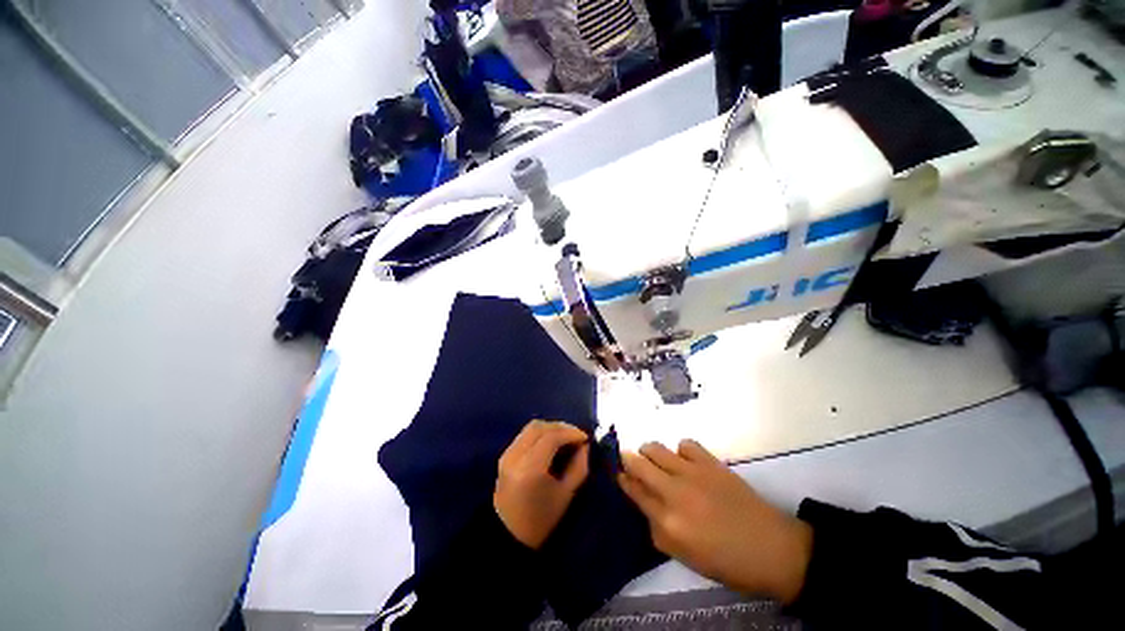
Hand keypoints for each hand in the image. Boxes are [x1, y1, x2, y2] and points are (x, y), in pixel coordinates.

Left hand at [494, 420, 589, 548]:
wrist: (508, 536)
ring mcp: (507, 454)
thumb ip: (579, 467)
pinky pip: (525, 434)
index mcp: (530, 468)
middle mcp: (515, 455)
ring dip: (551, 428)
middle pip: (539, 427)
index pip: (551, 437)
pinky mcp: (504, 455)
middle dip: (561, 427)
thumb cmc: (540, 520)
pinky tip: (552, 442)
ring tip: (566, 437)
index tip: (585, 437)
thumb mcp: (566, 495)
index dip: (570, 432)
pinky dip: (541, 433)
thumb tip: (585, 445)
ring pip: (531, 427)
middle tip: (577, 435)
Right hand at [618, 440, 812, 603]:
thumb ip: (658, 531)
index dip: (623, 480)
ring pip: (656, 448)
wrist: (771, 549)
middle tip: (629, 460)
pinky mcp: (710, 462)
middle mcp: (674, 492)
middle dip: (628, 459)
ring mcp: (692, 473)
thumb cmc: (726, 561)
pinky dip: (680, 450)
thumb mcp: (684, 557)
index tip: (619, 474)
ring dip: (649, 451)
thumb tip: (646, 507)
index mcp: (667, 522)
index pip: (634, 492)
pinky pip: (685, 444)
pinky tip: (685, 460)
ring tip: (654, 457)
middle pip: (639, 464)